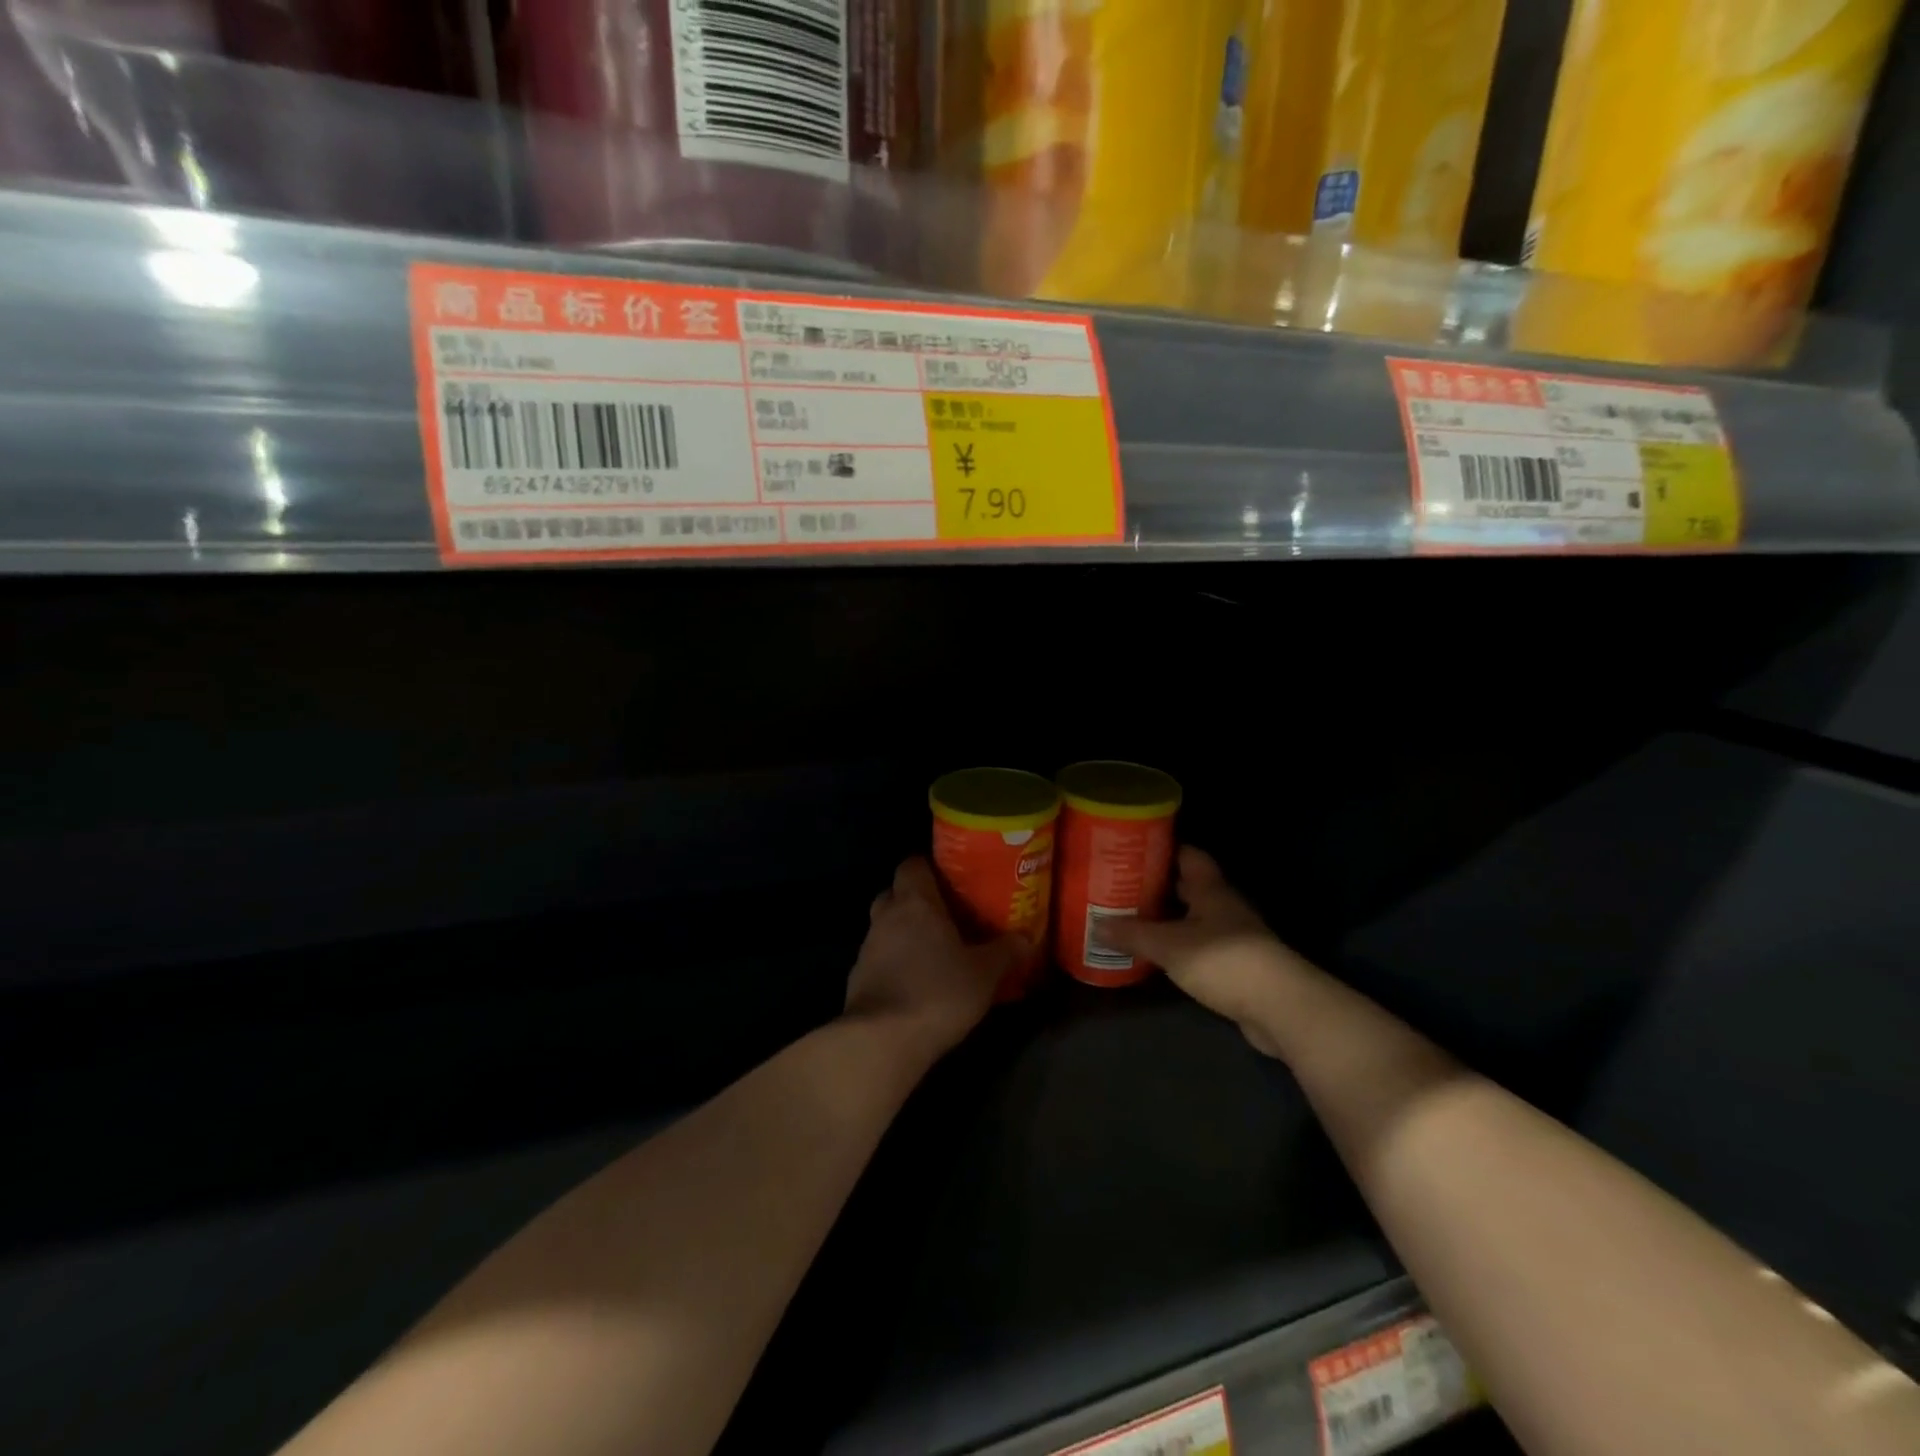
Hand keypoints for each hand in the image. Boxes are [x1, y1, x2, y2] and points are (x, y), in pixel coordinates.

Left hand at [846, 857, 1023, 1060]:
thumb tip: (1026, 938)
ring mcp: (867, 948)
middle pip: (895, 893)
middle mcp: (886, 916)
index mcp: (915, 902)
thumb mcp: (984, 974)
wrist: (881, 1041)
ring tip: (935, 952)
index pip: (913, 864)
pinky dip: (895, 963)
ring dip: (904, 934)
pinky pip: (879, 958)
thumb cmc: (937, 992)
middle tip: (946, 915)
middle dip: (916, 900)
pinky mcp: (857, 979)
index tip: (952, 879)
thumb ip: (1006, 952)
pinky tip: (916, 983)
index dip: (930, 867)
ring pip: (886, 927)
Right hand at [1103, 847, 1300, 1058]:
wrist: (1280, 1008)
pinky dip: (1179, 947)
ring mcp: (1234, 937)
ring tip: (1131, 920)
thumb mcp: (1169, 945)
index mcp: (1211, 889)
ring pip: (1194, 918)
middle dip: (1158, 885)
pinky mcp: (1237, 966)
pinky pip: (1200, 947)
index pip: (1188, 855)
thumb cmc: (1223, 960)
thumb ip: (1132, 934)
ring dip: (1168, 919)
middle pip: (1189, 887)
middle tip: (1121, 886)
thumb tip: (1096, 925)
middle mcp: (1224, 906)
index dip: (1163, 849)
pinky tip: (1157, 955)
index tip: (1133, 849)